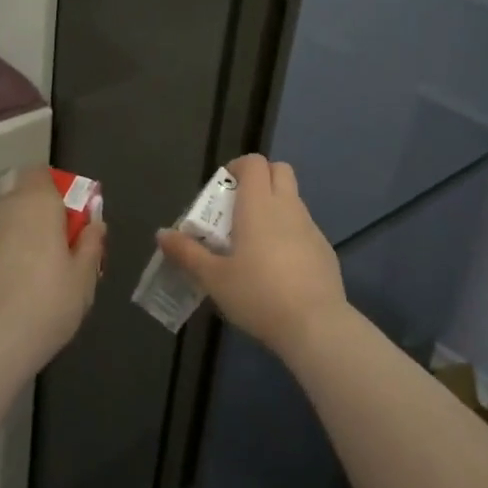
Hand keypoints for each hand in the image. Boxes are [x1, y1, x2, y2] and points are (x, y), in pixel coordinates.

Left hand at [0, 168, 105, 371]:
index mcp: (37, 202)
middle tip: (55, 239)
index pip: (42, 173)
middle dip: (36, 205)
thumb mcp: (84, 277)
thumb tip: (95, 224)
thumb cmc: (47, 303)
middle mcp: (3, 206)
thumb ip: (91, 244)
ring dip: (16, 225)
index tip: (71, 217)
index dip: (57, 189)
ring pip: (0, 213)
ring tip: (32, 263)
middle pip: (18, 188)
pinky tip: (10, 279)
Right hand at [157, 154, 348, 356]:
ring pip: (293, 200)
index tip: (223, 189)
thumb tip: (162, 234)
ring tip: (255, 242)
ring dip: (275, 207)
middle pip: (280, 170)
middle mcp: (287, 206)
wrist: (315, 325)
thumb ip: (187, 253)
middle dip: (260, 179)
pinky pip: (304, 228)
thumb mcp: (214, 278)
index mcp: (259, 204)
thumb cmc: (258, 294)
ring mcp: (311, 227)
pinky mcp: (325, 250)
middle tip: (238, 208)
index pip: (254, 162)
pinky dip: (290, 233)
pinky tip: (279, 267)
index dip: (238, 167)